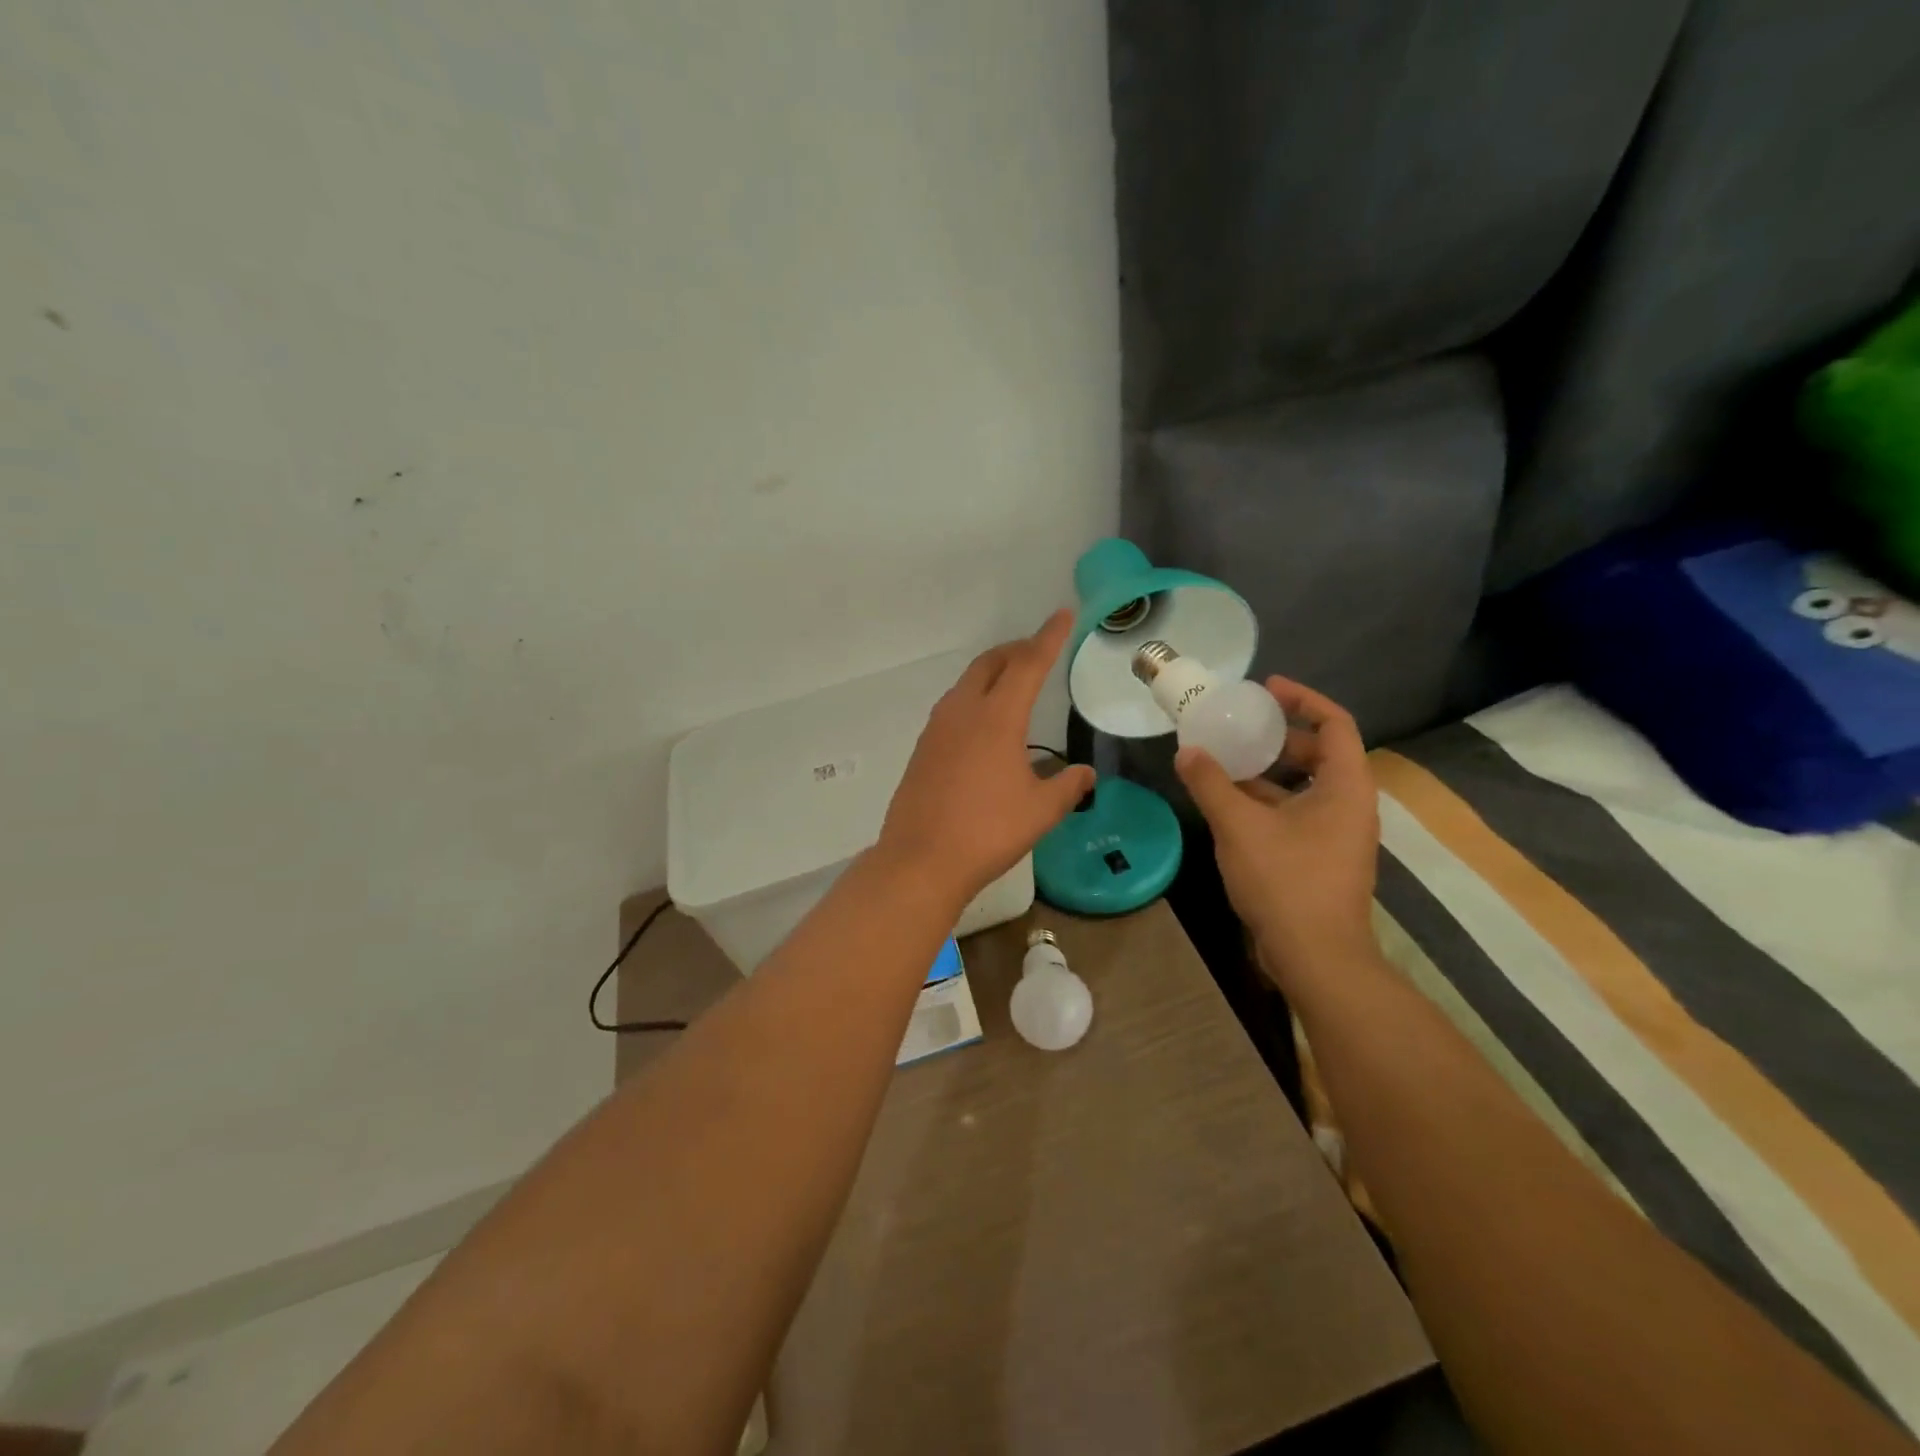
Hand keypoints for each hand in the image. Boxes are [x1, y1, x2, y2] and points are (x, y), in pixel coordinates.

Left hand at [877, 611, 1096, 906]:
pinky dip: (975, 697)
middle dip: (1017, 650)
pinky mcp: (923, 748)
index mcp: (997, 717)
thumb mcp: (1041, 811)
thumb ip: (1068, 786)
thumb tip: (1084, 774)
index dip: (1049, 637)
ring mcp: (937, 728)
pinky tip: (985, 724)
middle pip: (991, 663)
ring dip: (993, 672)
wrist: (920, 860)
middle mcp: (963, 711)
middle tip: (1039, 651)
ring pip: (968, 682)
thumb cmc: (988, 832)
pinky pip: (953, 706)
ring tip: (1015, 683)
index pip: (1029, 664)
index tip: (1063, 614)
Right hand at [1175, 677, 1378, 985]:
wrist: (1316, 957)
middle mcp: (1350, 805)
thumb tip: (1187, 752)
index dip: (1302, 699)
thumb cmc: (1286, 881)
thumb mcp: (1240, 825)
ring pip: (1304, 787)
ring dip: (1267, 772)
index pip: (1335, 723)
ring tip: (1224, 762)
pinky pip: (1296, 813)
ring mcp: (1337, 834)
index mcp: (1345, 786)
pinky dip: (1266, 801)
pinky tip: (1229, 805)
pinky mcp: (1321, 858)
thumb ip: (1211, 784)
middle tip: (1238, 727)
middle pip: (1320, 753)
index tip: (1266, 689)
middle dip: (1278, 737)